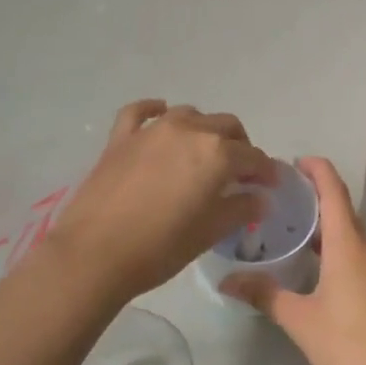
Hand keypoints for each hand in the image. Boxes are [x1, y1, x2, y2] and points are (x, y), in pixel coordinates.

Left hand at [49, 101, 275, 301]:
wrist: (95, 254)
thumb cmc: (161, 247)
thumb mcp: (210, 232)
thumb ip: (240, 209)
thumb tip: (259, 198)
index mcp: (217, 154)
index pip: (253, 157)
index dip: (266, 171)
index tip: (270, 185)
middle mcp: (189, 131)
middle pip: (226, 126)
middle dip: (240, 146)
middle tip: (240, 172)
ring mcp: (152, 130)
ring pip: (190, 114)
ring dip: (204, 130)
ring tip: (204, 154)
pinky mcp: (121, 138)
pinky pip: (141, 112)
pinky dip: (156, 110)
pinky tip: (161, 115)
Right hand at [222, 157, 365, 364]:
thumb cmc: (348, 343)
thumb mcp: (299, 319)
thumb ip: (265, 295)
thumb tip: (228, 281)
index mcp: (349, 244)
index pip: (333, 191)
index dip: (316, 170)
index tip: (294, 163)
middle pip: (342, 212)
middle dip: (313, 202)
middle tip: (280, 204)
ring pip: (352, 237)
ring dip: (325, 230)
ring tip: (292, 236)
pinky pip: (360, 256)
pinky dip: (337, 251)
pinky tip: (317, 271)